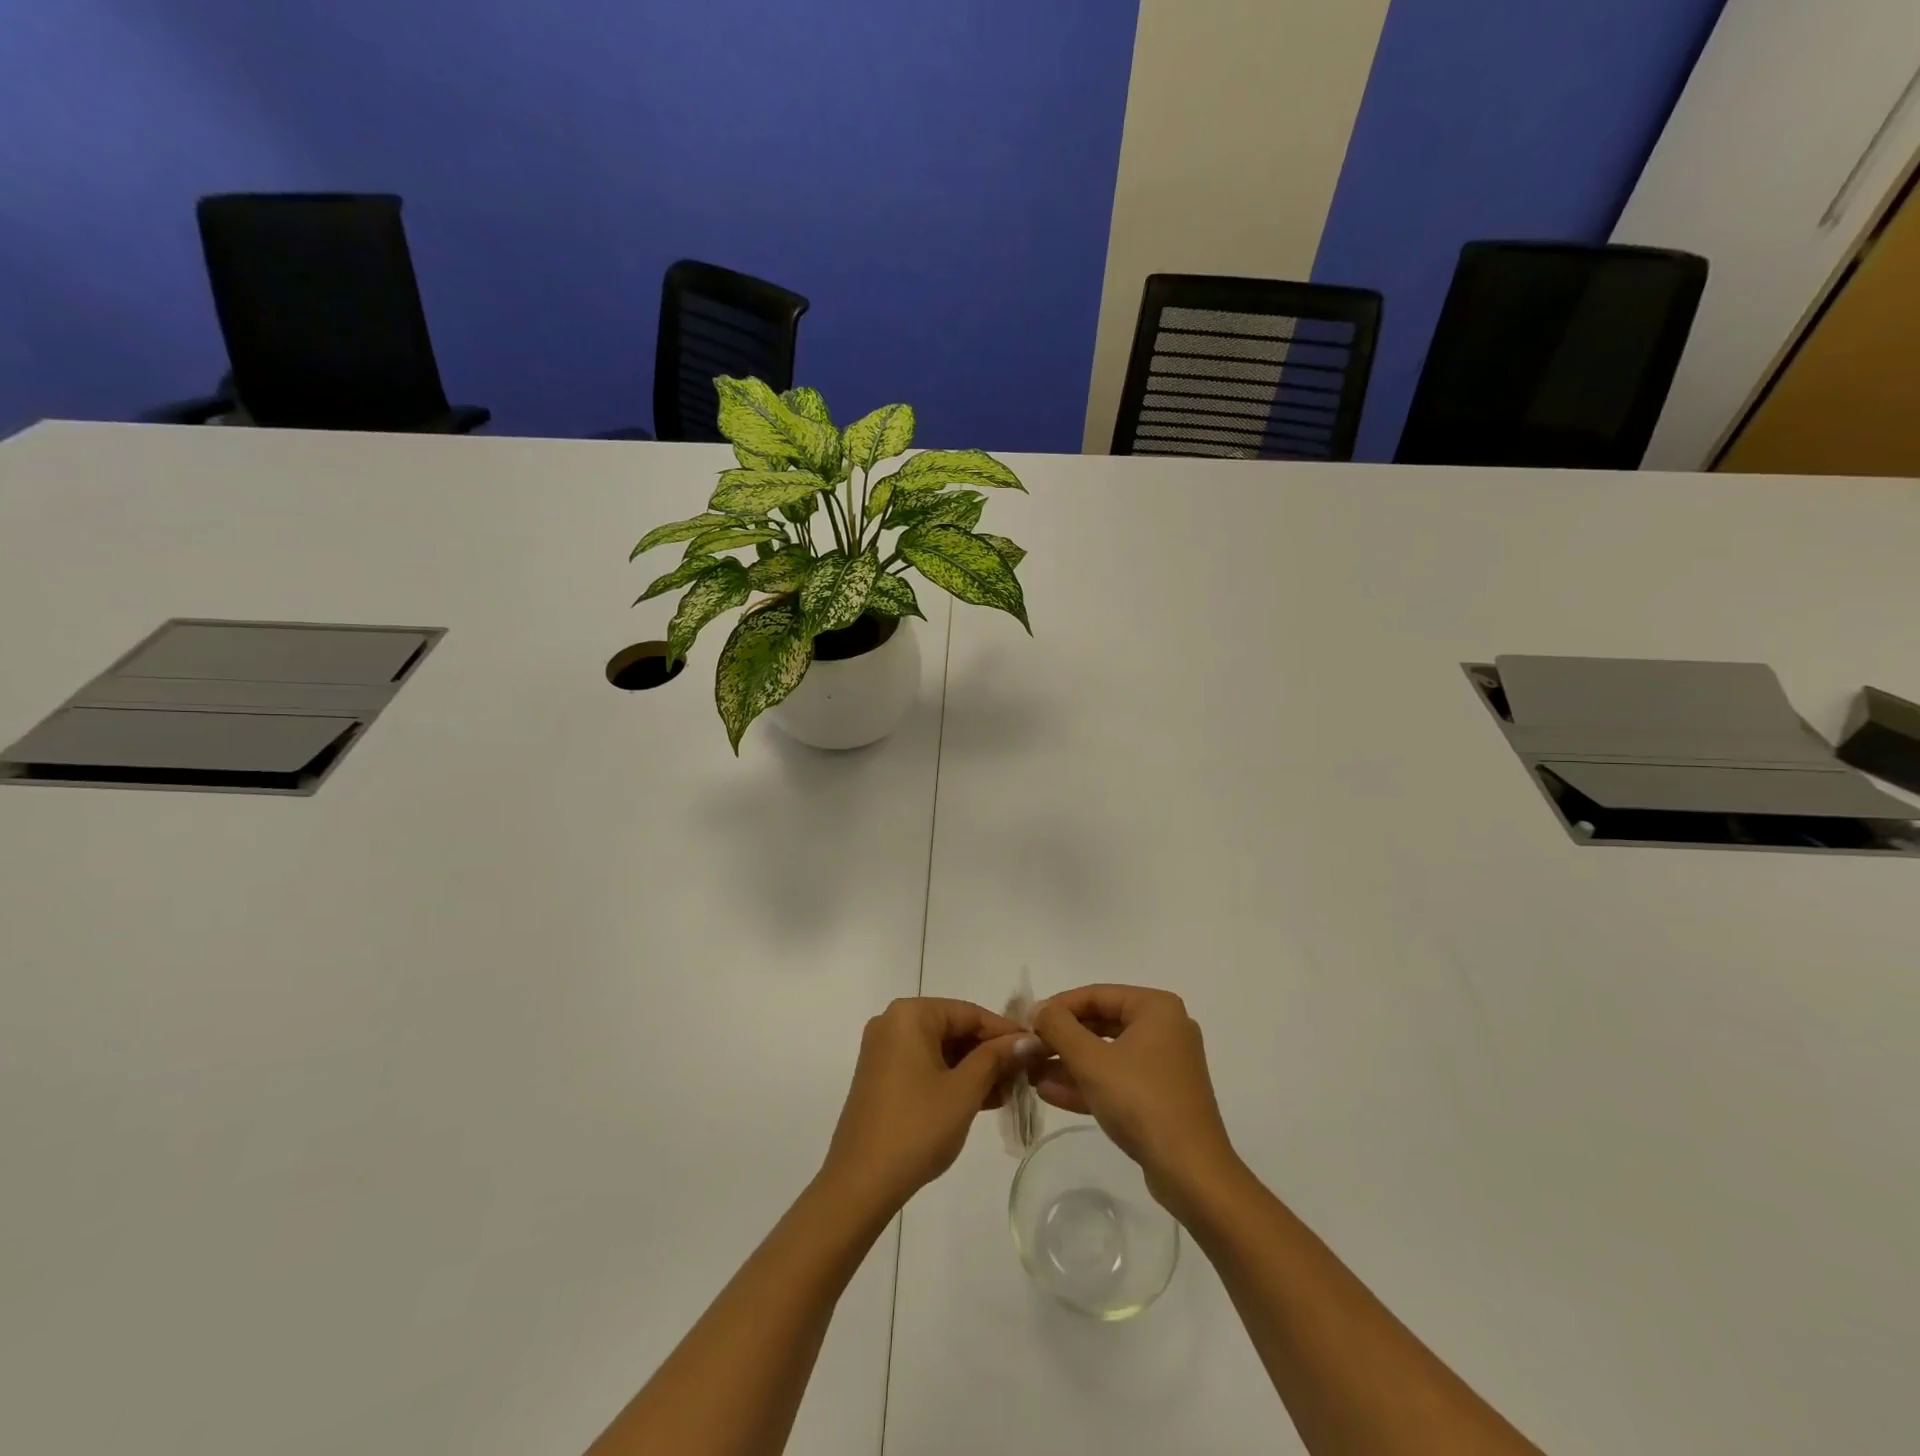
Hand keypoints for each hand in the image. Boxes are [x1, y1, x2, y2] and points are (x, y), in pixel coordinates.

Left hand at [818, 997, 1032, 1217]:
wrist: (860, 1184)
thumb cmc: (916, 1127)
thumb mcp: (964, 1090)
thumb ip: (997, 1058)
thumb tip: (1028, 1040)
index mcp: (910, 1015)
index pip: (969, 1013)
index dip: (1005, 1032)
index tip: (1037, 1049)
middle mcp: (893, 1023)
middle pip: (954, 1028)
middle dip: (990, 1052)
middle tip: (1026, 1073)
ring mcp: (884, 1051)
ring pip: (941, 1049)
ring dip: (975, 1068)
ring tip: (1011, 1091)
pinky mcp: (882, 1077)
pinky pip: (926, 1066)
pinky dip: (953, 1079)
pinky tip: (984, 1099)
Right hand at [1032, 985, 1241, 1209]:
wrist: (1190, 1172)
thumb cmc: (1140, 1101)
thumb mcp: (1091, 1060)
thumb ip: (1059, 1028)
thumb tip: (1039, 1009)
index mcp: (1156, 1008)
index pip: (1096, 994)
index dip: (1058, 1007)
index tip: (1027, 1022)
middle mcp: (1164, 1028)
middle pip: (1101, 1022)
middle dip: (1062, 1038)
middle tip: (1028, 1048)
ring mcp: (1164, 1064)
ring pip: (1107, 1053)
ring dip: (1069, 1063)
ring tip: (1031, 1073)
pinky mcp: (1160, 1095)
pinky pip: (1117, 1078)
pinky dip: (1087, 1083)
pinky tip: (1049, 1092)